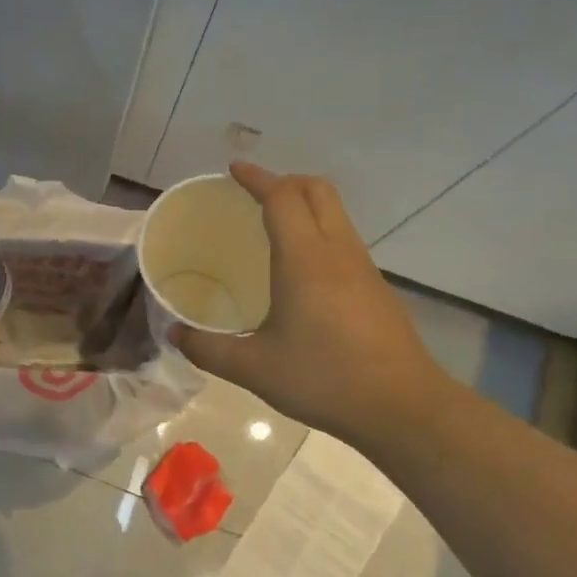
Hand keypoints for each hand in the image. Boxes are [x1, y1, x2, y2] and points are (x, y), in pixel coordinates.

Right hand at [170, 163, 448, 446]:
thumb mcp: (254, 368)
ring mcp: (363, 269)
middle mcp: (337, 252)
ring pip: (336, 214)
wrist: (402, 407)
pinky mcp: (377, 288)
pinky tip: (301, 270)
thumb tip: (174, 334)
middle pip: (317, 191)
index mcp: (304, 260)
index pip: (282, 198)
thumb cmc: (323, 379)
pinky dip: (319, 231)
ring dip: (305, 205)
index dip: (258, 178)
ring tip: (274, 226)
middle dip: (285, 181)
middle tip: (254, 193)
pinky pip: (344, 240)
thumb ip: (208, 349)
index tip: (234, 170)